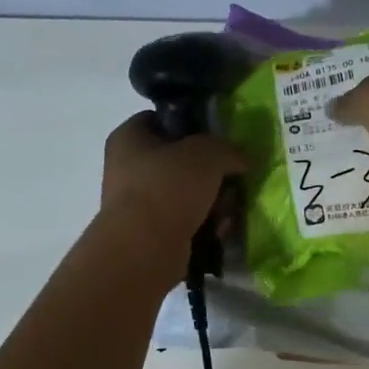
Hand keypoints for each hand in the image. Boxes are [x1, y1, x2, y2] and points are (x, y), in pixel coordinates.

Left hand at [99, 113, 246, 269]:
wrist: (144, 249)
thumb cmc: (169, 187)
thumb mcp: (208, 154)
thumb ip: (228, 148)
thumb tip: (240, 158)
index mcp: (129, 137)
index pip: (161, 119)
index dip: (192, 124)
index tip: (219, 138)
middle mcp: (128, 168)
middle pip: (181, 161)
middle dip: (211, 173)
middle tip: (231, 178)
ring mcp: (138, 203)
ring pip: (187, 194)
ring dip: (213, 202)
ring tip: (226, 211)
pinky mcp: (151, 234)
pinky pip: (186, 221)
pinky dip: (204, 225)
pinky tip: (218, 231)